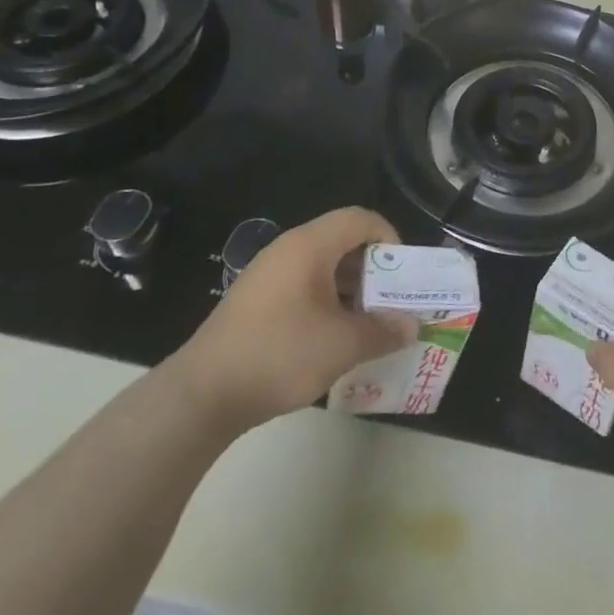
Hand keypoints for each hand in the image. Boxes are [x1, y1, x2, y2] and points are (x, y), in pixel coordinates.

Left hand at [173, 207, 416, 433]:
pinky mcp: (256, 302)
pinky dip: (326, 303)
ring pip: (323, 267)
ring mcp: (268, 276)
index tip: (402, 274)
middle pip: (342, 241)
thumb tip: (412, 327)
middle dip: (373, 270)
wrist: (201, 396)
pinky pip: (303, 287)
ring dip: (351, 290)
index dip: (389, 238)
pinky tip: (332, 339)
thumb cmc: (279, 355)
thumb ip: (383, 331)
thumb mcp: (342, 345)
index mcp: (309, 246)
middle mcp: (288, 250)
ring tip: (367, 325)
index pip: (360, 219)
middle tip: (390, 302)